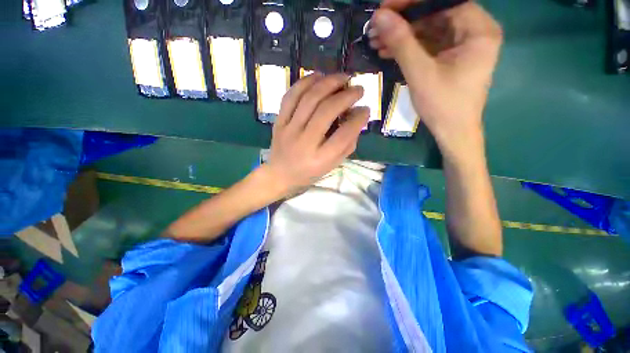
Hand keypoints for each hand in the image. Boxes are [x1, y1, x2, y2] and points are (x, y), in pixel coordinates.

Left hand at [263, 73, 369, 192]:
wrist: (280, 174)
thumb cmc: (309, 172)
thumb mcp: (332, 165)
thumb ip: (347, 144)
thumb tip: (358, 118)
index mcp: (320, 158)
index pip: (344, 134)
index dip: (358, 119)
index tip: (366, 109)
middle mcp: (304, 142)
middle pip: (326, 111)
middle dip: (346, 95)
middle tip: (358, 88)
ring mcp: (289, 130)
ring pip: (309, 98)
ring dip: (328, 83)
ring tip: (342, 77)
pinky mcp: (279, 121)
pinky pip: (291, 96)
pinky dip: (306, 82)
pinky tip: (318, 76)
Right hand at [368, 1, 501, 159]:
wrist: (452, 132)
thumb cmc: (443, 105)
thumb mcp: (420, 73)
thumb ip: (402, 43)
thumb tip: (380, 16)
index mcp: (478, 30)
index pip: (443, 1)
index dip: (413, 2)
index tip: (385, 9)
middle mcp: (474, 32)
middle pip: (435, 14)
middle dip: (403, 22)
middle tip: (376, 28)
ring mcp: (462, 45)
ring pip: (429, 30)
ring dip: (402, 36)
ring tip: (376, 41)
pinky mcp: (451, 58)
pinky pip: (428, 45)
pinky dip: (408, 48)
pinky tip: (388, 51)